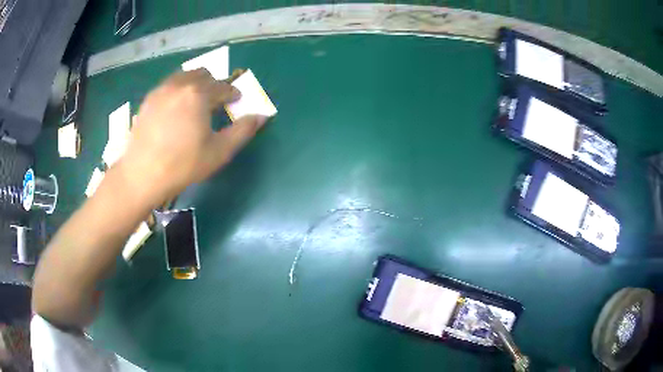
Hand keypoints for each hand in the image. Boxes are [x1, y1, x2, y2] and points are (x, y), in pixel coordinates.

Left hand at [117, 69, 267, 205]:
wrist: (142, 174)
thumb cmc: (183, 165)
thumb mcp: (219, 152)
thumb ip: (242, 131)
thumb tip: (261, 116)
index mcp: (199, 94)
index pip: (223, 86)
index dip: (233, 93)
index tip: (236, 100)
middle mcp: (180, 85)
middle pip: (203, 74)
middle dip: (214, 84)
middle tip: (216, 100)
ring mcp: (161, 90)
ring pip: (184, 75)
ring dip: (195, 83)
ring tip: (196, 101)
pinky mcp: (148, 99)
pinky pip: (168, 84)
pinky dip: (178, 89)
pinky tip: (175, 107)